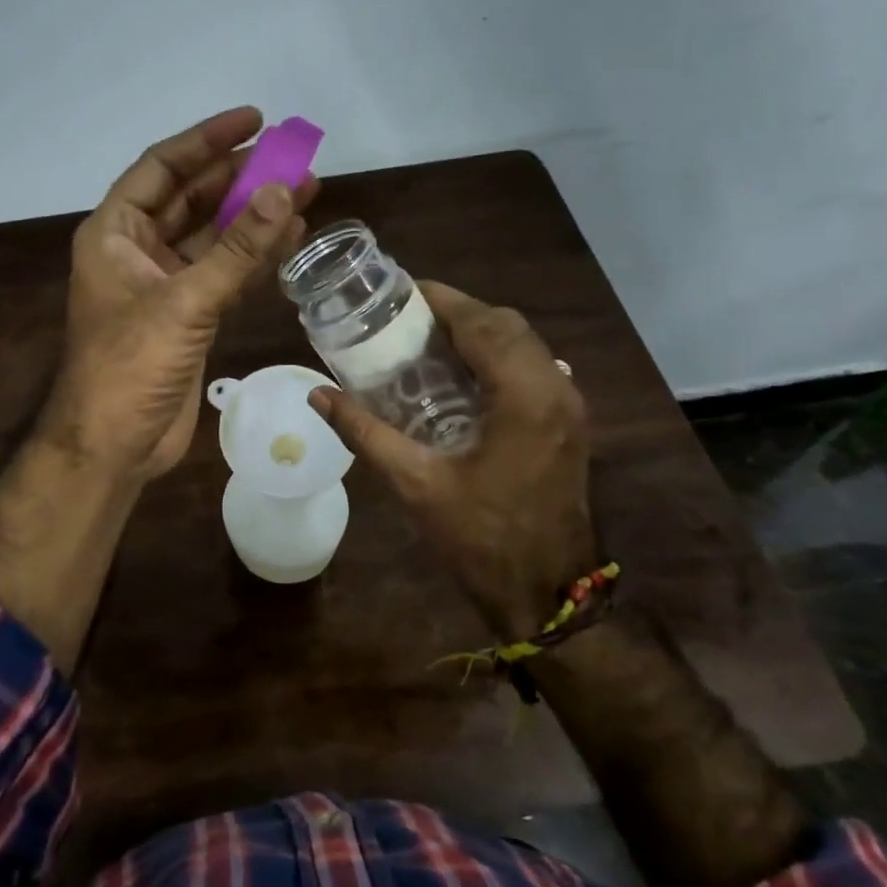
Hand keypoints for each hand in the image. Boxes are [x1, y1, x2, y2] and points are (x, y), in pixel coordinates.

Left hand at [40, 107, 315, 481]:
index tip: (255, 118)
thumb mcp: (184, 301)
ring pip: (213, 237)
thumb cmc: (130, 366)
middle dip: (240, 178)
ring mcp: (164, 285)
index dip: (206, 140)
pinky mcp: (187, 316)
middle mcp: (137, 251)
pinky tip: (291, 239)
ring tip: (306, 190)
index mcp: (115, 233)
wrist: (114, 445)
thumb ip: (236, 249)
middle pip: (192, 198)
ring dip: (254, 217)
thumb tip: (283, 191)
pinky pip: (224, 274)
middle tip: (293, 157)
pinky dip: (254, 259)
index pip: (162, 168)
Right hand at [309, 282, 597, 642]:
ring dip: (479, 333)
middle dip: (457, 312)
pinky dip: (496, 356)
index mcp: (523, 395)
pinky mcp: (567, 423)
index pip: (482, 323)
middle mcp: (555, 388)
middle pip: (506, 325)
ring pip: (524, 344)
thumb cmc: (482, 538)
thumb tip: (317, 395)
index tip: (399, 293)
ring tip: (426, 342)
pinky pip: (532, 367)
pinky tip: (459, 377)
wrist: (549, 594)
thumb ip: (365, 432)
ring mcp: (569, 406)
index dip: (440, 300)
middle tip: (405, 320)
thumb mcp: (416, 484)